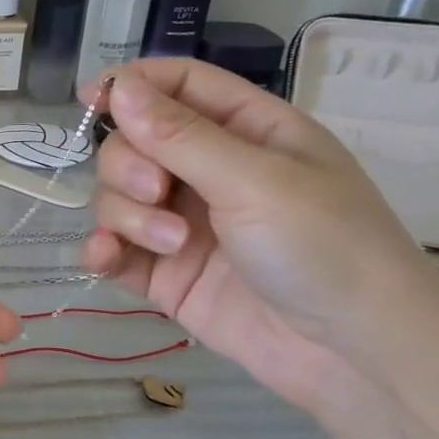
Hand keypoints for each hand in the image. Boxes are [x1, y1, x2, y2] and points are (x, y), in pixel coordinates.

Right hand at [80, 60, 438, 409]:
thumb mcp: (255, 180)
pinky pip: (114, 250)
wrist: (350, 353)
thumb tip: (118, 85)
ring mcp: (182, 225)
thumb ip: (179, 136)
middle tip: (157, 191)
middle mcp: (209, 172)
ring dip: (127, 215)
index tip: (88, 99)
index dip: (133, 85)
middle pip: (133, 144)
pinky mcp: (164, 274)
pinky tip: (104, 258)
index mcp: (246, 132)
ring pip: (117, 197)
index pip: (178, 87)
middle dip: (130, 165)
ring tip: (171, 245)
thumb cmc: (324, 246)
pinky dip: (101, 250)